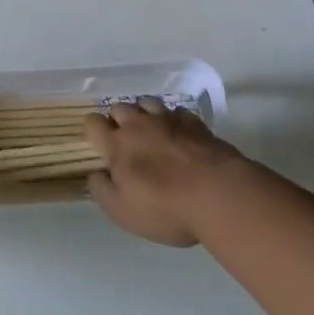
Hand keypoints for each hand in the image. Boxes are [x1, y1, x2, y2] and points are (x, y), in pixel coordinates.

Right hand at [83, 98, 247, 246]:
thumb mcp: (122, 211)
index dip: (93, 130)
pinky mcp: (196, 123)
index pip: (93, 123)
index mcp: (116, 144)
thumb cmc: (165, 207)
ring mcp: (169, 120)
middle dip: (117, 120)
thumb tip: (95, 173)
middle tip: (126, 142)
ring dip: (144, 114)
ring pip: (147, 103)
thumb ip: (101, 189)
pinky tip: (179, 135)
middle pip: (119, 107)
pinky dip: (173, 120)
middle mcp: (139, 125)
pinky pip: (177, 112)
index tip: (99, 144)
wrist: (220, 196)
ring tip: (151, 133)